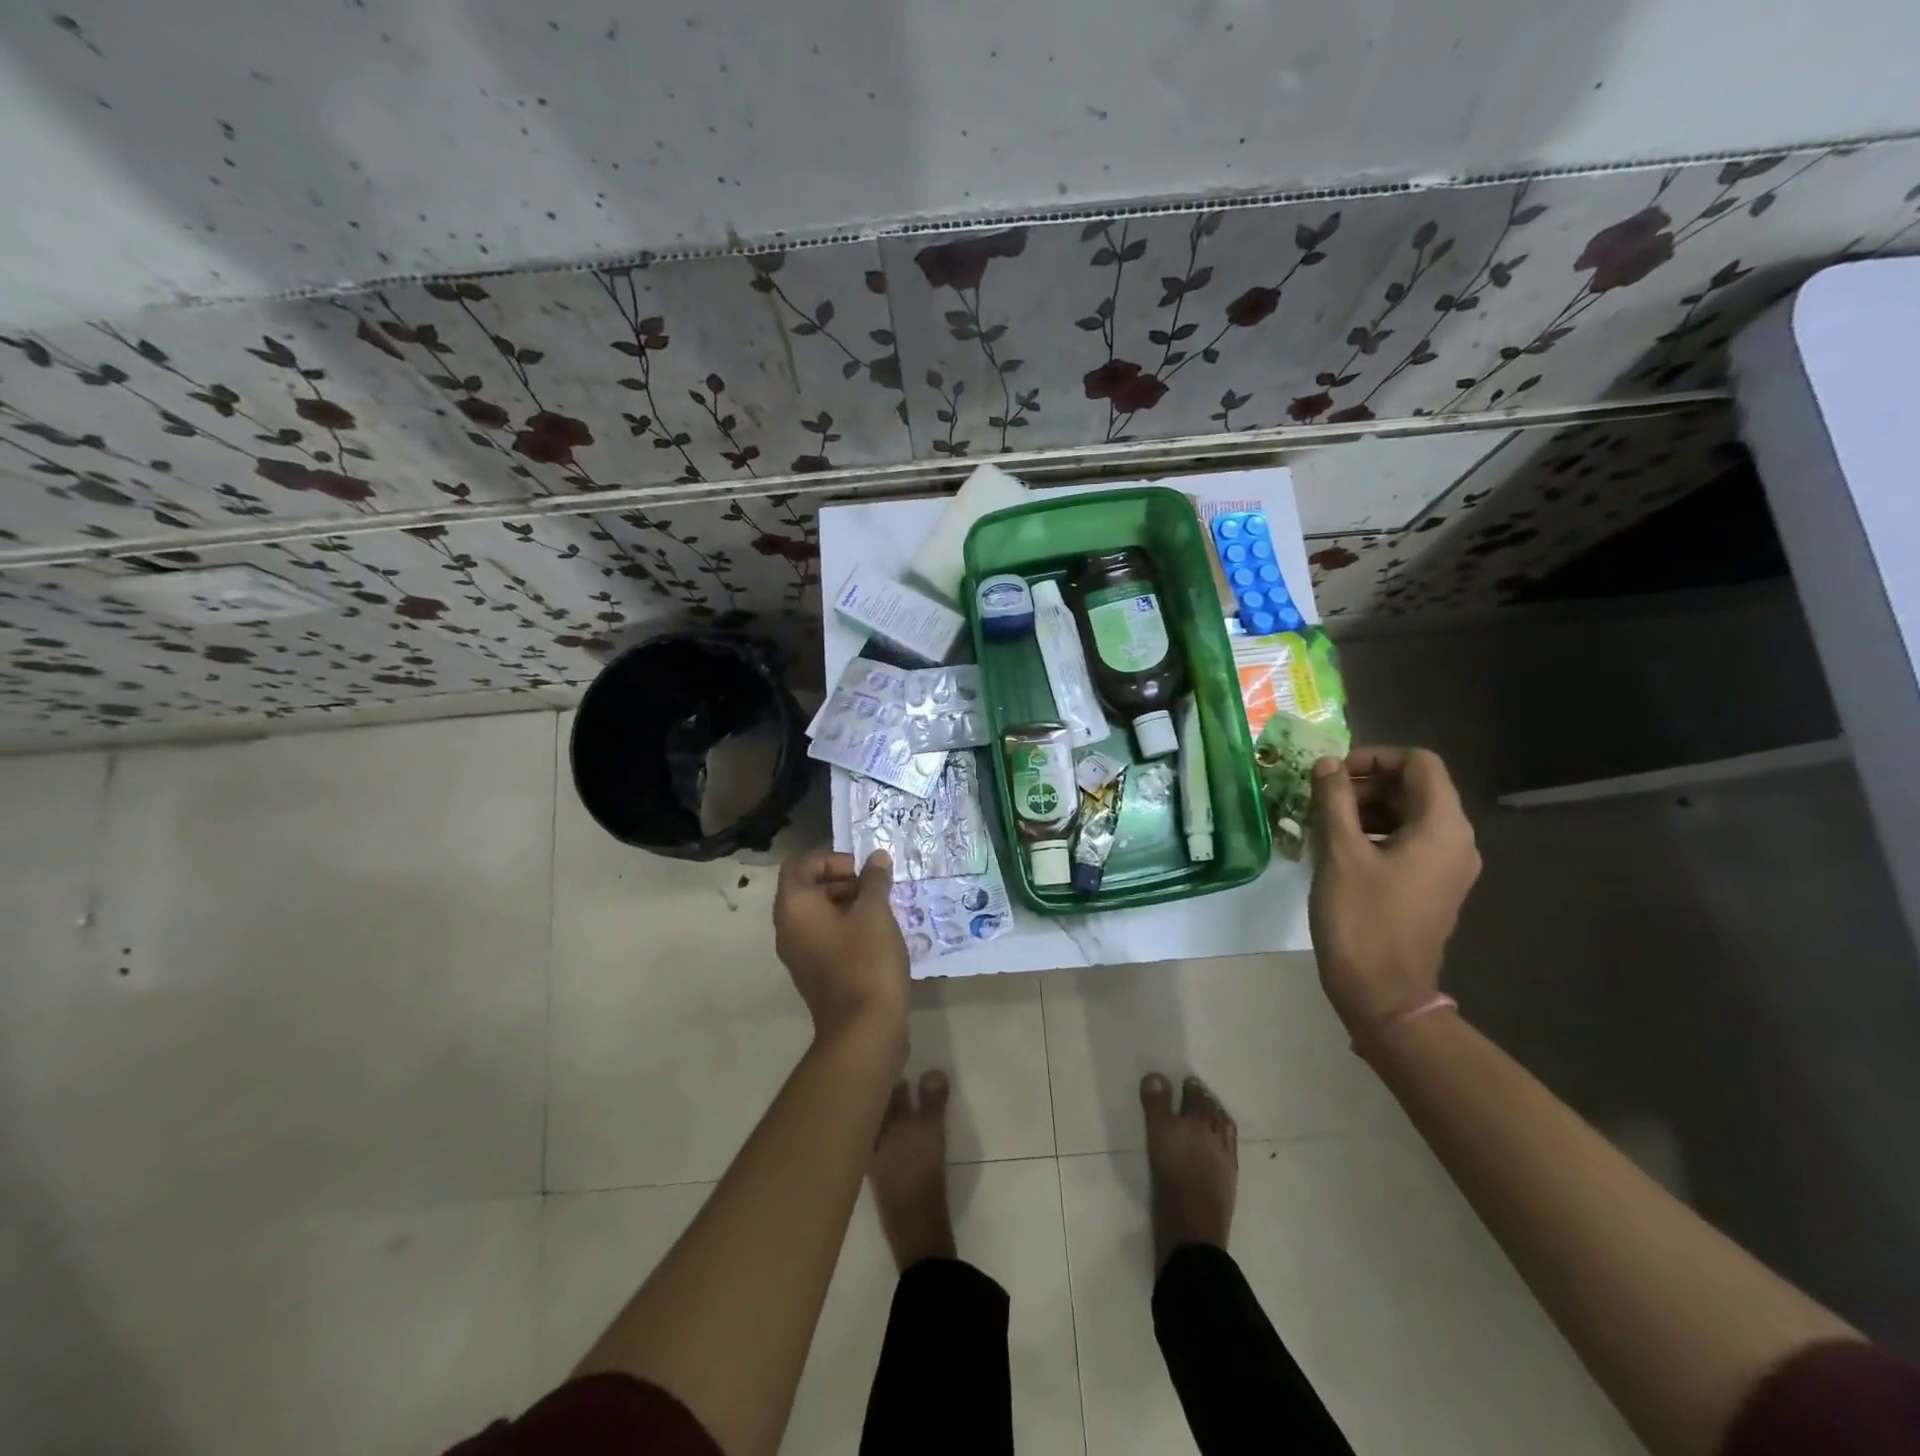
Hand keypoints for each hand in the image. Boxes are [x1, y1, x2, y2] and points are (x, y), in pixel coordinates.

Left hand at [773, 847, 909, 1043]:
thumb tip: (876, 858)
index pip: (799, 865)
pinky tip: (877, 934)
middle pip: (807, 888)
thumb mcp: (875, 912)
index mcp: (795, 907)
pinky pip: (825, 936)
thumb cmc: (866, 960)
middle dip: (842, 880)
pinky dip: (846, 927)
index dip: (831, 859)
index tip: (861, 870)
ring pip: (818, 914)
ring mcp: (799, 954)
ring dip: (847, 903)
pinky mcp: (815, 973)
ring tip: (881, 908)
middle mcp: (788, 928)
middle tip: (875, 887)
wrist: (864, 1029)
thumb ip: (874, 880)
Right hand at [1308, 747, 1481, 1034]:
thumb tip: (1327, 764)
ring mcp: (1447, 867)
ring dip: (1365, 809)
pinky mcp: (1432, 886)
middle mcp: (1456, 841)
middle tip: (1320, 799)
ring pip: (1408, 815)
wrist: (1383, 991)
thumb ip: (1334, 800)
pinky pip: (1407, 842)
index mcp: (1442, 826)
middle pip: (1414, 788)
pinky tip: (1338, 850)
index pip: (1419, 763)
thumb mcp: (1339, 852)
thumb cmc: (1361, 917)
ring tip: (1322, 824)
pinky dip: (1374, 834)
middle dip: (1365, 784)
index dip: (1374, 757)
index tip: (1333, 774)